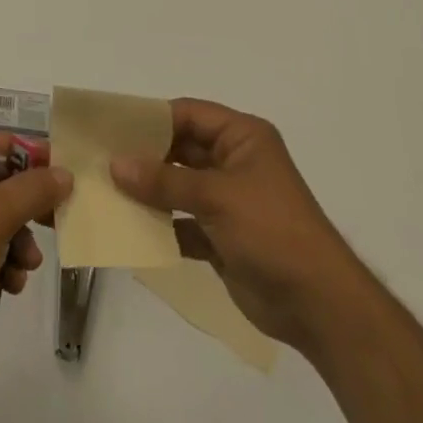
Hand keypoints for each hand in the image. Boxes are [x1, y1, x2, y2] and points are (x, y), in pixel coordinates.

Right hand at [112, 98, 359, 349]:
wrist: (321, 308)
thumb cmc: (273, 231)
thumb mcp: (217, 197)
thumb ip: (164, 180)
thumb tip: (115, 164)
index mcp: (242, 137)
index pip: (187, 114)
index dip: (151, 117)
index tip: (112, 124)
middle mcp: (234, 162)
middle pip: (180, 148)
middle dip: (144, 155)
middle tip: (101, 157)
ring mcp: (228, 200)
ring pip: (178, 185)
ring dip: (149, 191)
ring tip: (106, 189)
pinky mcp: (222, 237)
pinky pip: (183, 222)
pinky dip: (161, 225)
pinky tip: (129, 228)